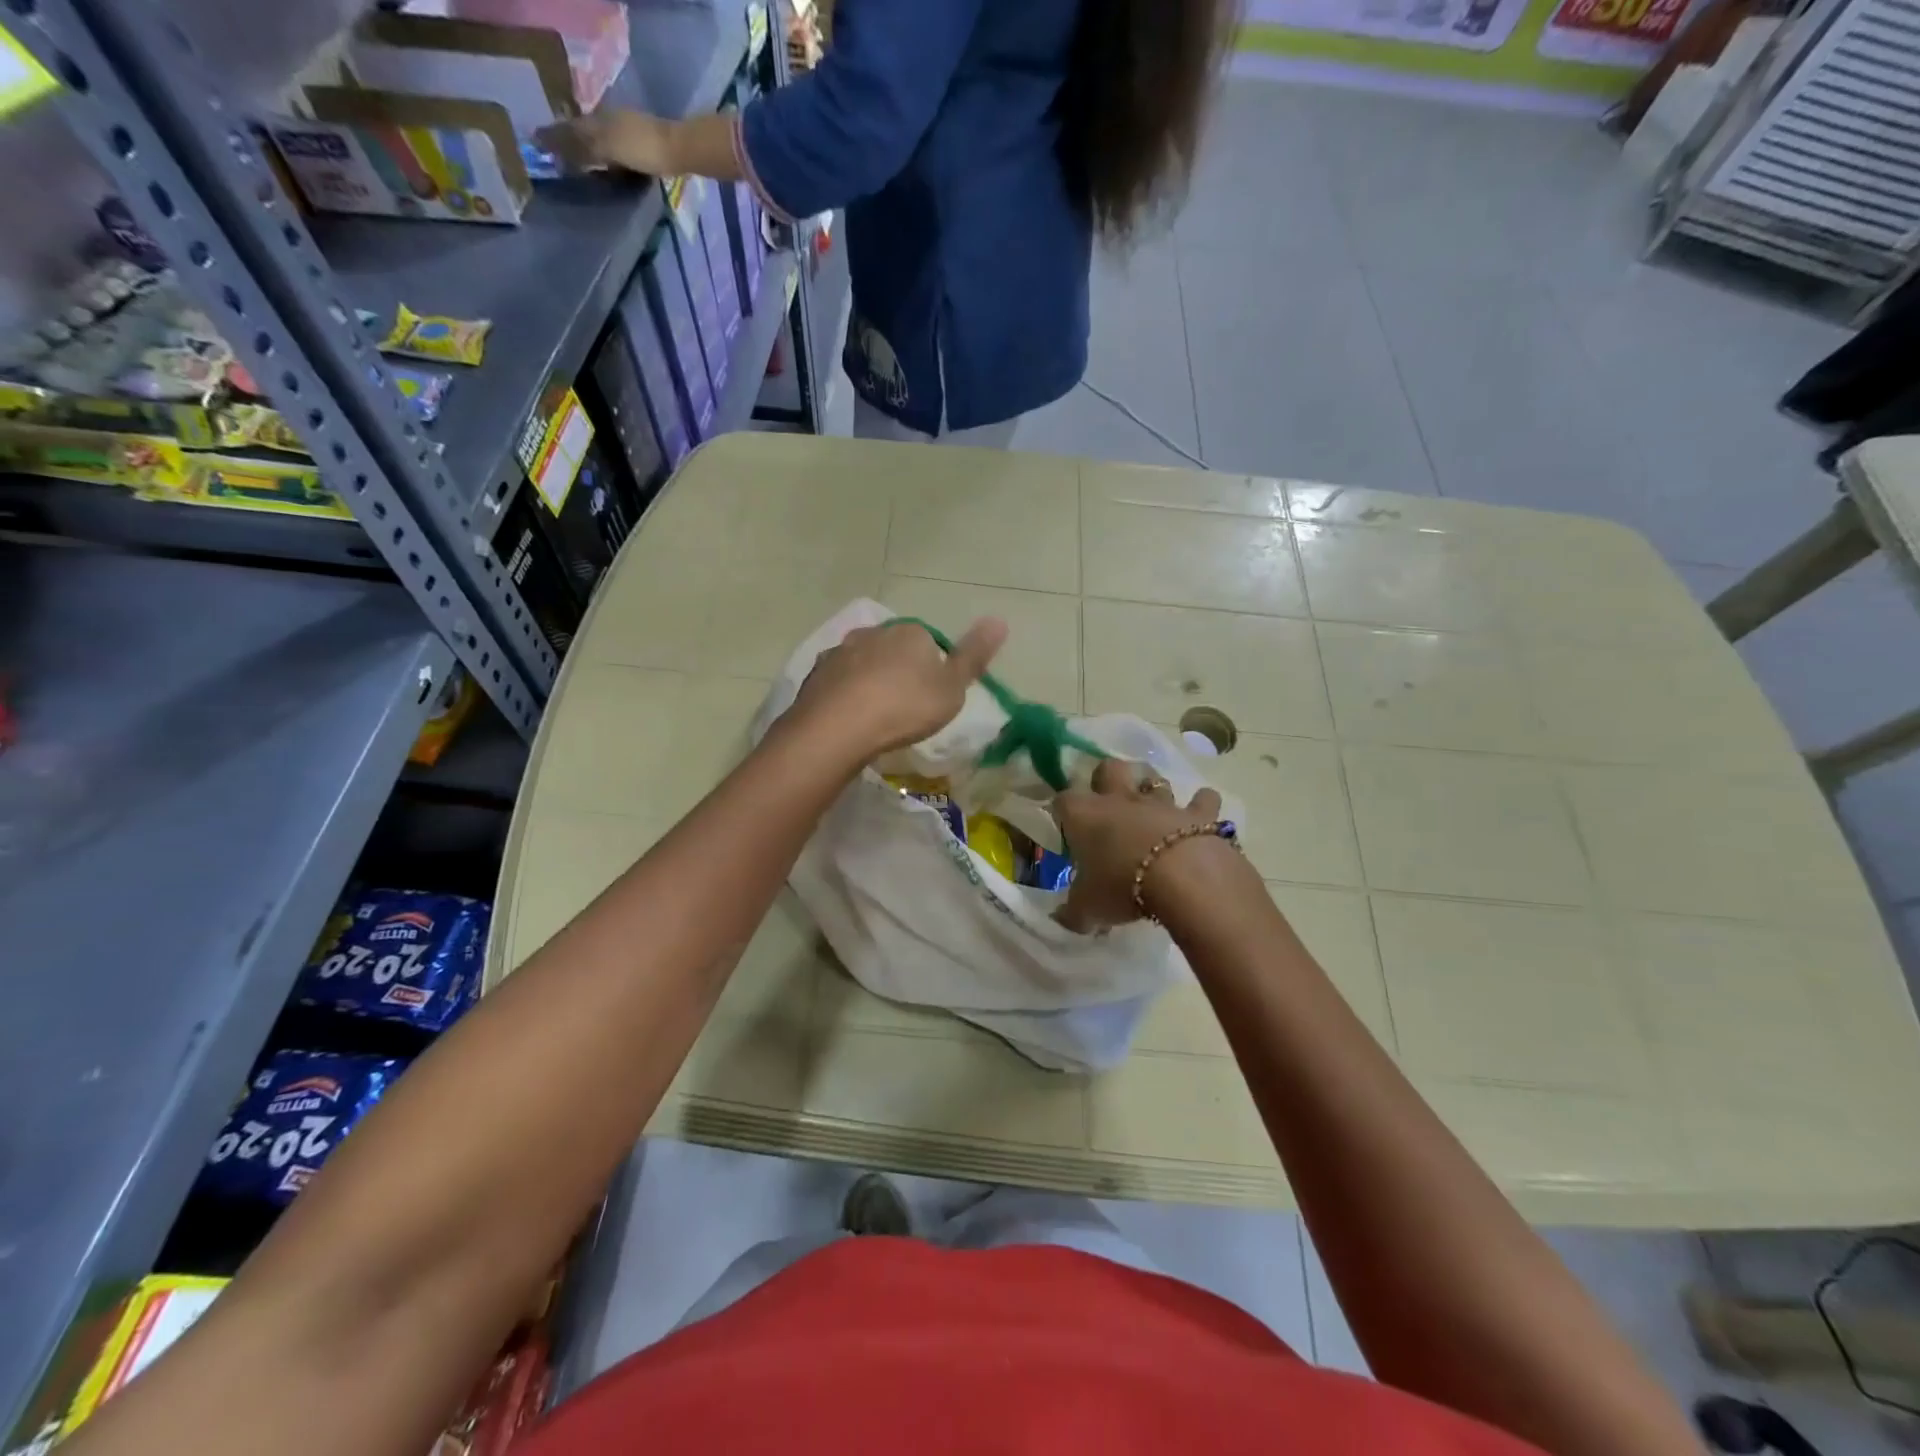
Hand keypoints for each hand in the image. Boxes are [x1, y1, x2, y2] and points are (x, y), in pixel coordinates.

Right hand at [535, 108, 673, 175]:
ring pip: (603, 143)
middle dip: (572, 144)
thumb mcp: (606, 146)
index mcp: (599, 117)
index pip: (571, 126)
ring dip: (591, 153)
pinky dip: (609, 161)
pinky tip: (608, 171)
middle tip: (558, 160)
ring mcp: (630, 134)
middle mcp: (612, 121)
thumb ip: (577, 144)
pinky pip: (619, 155)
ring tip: (580, 169)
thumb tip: (541, 140)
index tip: (540, 146)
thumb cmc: (642, 148)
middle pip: (587, 133)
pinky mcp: (646, 150)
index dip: (556, 136)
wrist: (680, 151)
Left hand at [783, 617, 1006, 761]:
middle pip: (894, 649)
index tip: (931, 698)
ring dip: (870, 681)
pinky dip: (845, 694)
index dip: (932, 669)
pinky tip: (849, 717)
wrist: (839, 727)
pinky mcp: (816, 673)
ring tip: (875, 715)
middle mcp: (874, 632)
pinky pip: (838, 681)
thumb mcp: (952, 689)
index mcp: (911, 632)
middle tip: (904, 708)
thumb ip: (974, 656)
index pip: (928, 643)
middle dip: (899, 671)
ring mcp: (841, 651)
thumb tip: (999, 620)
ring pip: (863, 662)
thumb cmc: (905, 707)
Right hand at [1054, 758, 1229, 931]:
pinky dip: (1202, 804)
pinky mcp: (1197, 813)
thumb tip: (1062, 919)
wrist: (1182, 879)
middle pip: (1108, 768)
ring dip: (1152, 789)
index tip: (1067, 828)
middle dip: (1106, 778)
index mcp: (1085, 816)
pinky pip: (1202, 800)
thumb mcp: (1088, 909)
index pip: (1062, 800)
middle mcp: (1120, 799)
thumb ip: (1073, 913)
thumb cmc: (1122, 887)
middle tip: (1107, 802)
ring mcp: (1161, 803)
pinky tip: (1200, 816)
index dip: (1063, 811)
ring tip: (1151, 809)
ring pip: (1154, 779)